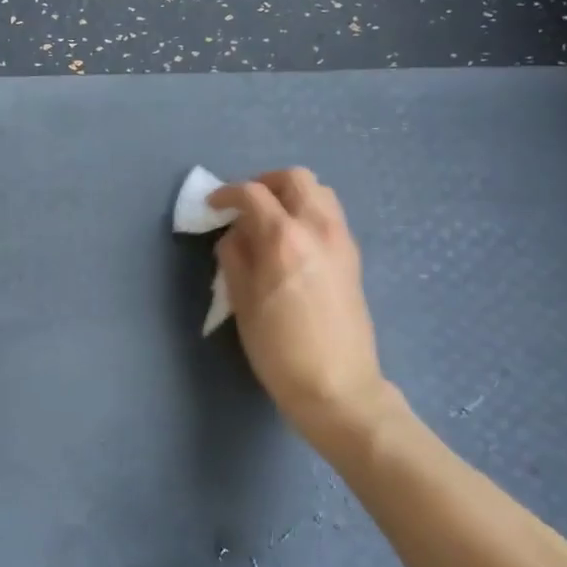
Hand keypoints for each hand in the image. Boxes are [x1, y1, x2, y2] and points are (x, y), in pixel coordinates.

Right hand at [209, 169, 407, 448]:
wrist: (338, 387)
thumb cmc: (279, 350)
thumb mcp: (242, 303)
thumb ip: (234, 257)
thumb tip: (235, 234)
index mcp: (283, 238)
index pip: (253, 193)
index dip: (227, 193)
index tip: (213, 206)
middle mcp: (317, 228)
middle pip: (295, 178)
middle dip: (265, 183)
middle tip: (245, 205)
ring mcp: (341, 240)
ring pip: (320, 192)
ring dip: (291, 195)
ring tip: (271, 220)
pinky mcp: (353, 257)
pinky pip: (331, 215)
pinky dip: (309, 212)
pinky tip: (293, 242)